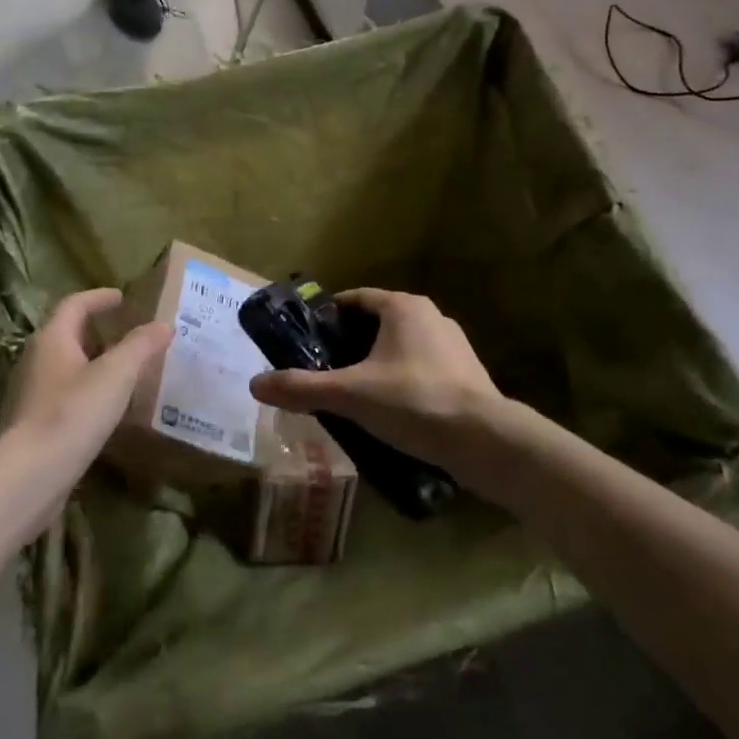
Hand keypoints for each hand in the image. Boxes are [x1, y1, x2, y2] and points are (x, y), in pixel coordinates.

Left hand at [2, 288, 171, 468]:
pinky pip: (64, 396)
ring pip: (66, 367)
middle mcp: (36, 361)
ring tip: (125, 371)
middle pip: (67, 335)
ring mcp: (31, 395)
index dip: (99, 298)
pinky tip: (107, 409)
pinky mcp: (33, 426)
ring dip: (93, 363)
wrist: (28, 478)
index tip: (122, 297)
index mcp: (52, 339)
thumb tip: (164, 324)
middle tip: (128, 333)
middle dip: (97, 331)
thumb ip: (140, 346)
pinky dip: (87, 392)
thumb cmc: (72, 414)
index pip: (74, 304)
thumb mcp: (116, 374)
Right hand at [250, 289, 504, 472]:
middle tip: (323, 369)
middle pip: (377, 322)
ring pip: (401, 346)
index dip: (328, 316)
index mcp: (403, 306)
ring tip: (352, 392)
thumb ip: (302, 387)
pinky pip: (421, 367)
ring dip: (376, 363)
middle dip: (350, 343)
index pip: (355, 299)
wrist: (484, 439)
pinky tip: (389, 410)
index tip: (307, 338)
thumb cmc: (413, 401)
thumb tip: (254, 384)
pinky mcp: (466, 373)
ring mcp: (453, 344)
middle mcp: (430, 315)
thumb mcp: (350, 394)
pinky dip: (400, 380)